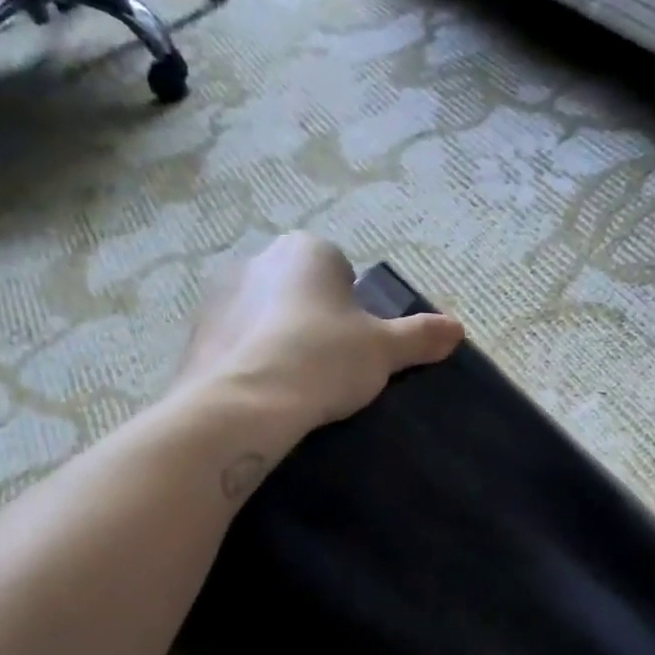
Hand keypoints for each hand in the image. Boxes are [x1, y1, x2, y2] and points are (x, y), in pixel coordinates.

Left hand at [172, 232, 463, 438]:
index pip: (341, 273)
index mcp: (307, 250)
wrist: (245, 404)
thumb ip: (420, 336)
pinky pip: (238, 342)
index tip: (355, 347)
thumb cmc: (324, 360)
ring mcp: (220, 294)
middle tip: (330, 367)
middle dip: (315, 321)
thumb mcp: (384, 351)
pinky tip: (264, 392)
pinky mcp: (197, 332)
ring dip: (281, 339)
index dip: (354, 311)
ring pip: (266, 315)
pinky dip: (251, 360)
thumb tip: (457, 328)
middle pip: (301, 291)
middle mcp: (258, 258)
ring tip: (295, 384)